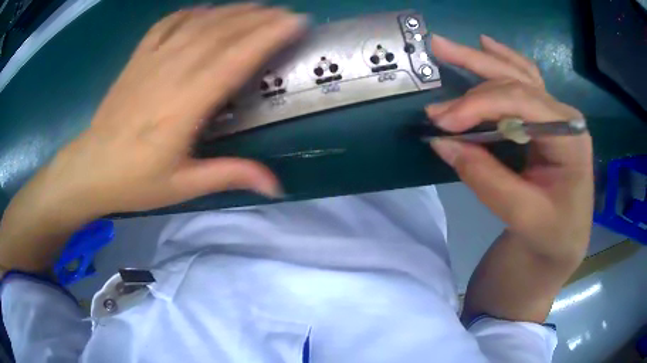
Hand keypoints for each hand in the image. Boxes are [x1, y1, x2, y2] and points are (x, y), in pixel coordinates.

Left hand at [0, 4, 305, 271]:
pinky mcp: (138, 58)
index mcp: (186, 105)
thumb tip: (277, 187)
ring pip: (199, 23)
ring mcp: (152, 60)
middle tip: (287, 13)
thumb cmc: (135, 181)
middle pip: (222, 33)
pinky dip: (191, 12)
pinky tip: (206, 9)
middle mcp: (172, 73)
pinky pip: (167, 24)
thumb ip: (230, 175)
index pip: (235, 58)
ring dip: (233, 11)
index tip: (296, 23)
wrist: (90, 168)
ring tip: (259, 6)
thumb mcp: (183, 186)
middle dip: (260, 18)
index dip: (269, 36)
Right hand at [427, 35, 592, 259]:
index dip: (478, 105)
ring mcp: (555, 115)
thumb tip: (442, 142)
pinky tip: (488, 46)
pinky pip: (524, 82)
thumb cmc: (552, 234)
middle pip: (516, 79)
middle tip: (436, 51)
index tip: (441, 121)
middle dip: (474, 68)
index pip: (520, 102)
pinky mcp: (544, 121)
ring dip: (482, 58)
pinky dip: (503, 61)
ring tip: (449, 45)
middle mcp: (563, 116)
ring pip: (518, 74)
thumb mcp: (523, 215)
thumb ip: (486, 178)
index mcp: (569, 135)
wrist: (564, 242)